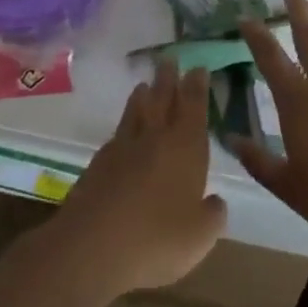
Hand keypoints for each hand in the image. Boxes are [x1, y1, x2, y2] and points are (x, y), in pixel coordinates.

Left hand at [42, 59, 227, 303]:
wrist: (92, 246)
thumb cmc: (157, 239)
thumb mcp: (200, 236)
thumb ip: (212, 215)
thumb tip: (215, 202)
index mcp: (185, 147)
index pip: (194, 107)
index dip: (197, 86)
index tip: (198, 67)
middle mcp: (155, 138)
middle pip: (162, 100)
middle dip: (168, 79)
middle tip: (169, 59)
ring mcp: (123, 148)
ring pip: (136, 113)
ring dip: (142, 96)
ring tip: (144, 85)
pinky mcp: (98, 164)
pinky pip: (116, 135)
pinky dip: (123, 127)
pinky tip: (122, 132)